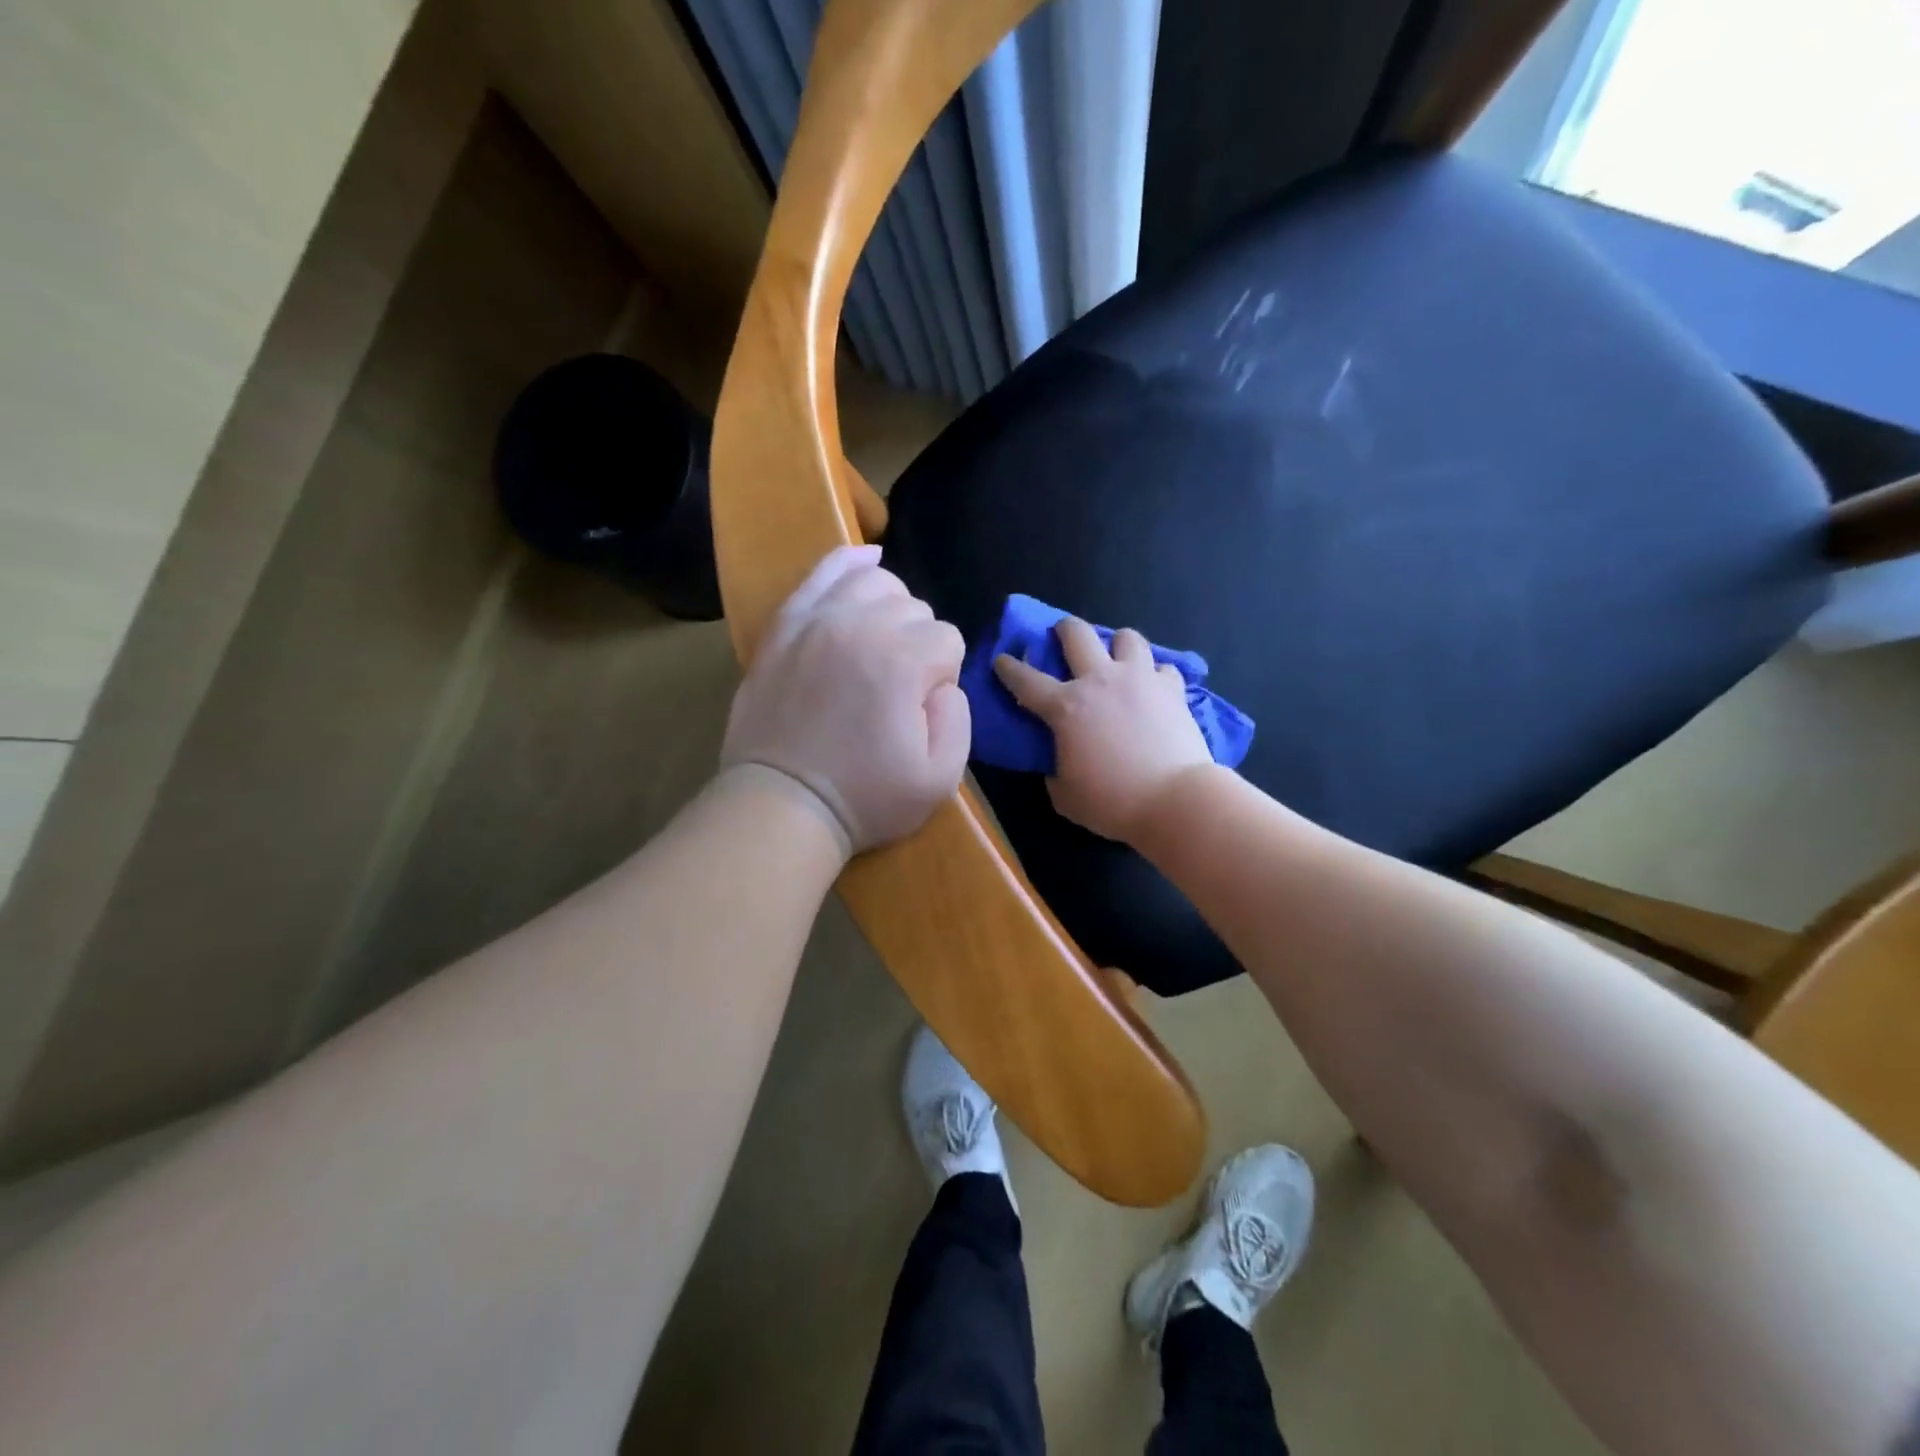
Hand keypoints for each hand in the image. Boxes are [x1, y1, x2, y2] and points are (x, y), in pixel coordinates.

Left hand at [721, 545, 969, 855]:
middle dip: (918, 643)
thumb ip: (960, 717)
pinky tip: (866, 562)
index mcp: (903, 660)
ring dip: (890, 608)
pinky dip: (850, 562)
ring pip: (877, 582)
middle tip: (897, 687)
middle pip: (915, 608)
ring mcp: (818, 619)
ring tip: (881, 642)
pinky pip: (823, 572)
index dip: (942, 676)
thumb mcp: (940, 777)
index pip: (949, 640)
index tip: (919, 710)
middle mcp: (862, 625)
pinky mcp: (786, 624)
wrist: (783, 804)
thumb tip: (944, 681)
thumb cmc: (865, 797)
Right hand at [993, 619, 1212, 843]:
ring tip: (1117, 656)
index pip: (1026, 680)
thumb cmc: (1112, 802)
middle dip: (1064, 629)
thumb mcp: (1065, 796)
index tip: (1002, 659)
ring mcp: (1140, 679)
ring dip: (1117, 643)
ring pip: (1127, 637)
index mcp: (1065, 707)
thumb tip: (1058, 766)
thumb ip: (1055, 773)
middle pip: (1077, 634)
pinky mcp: (1173, 689)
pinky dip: (1156, 674)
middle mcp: (1100, 680)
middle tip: (1062, 634)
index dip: (1009, 668)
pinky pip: (1163, 667)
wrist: (1173, 799)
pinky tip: (1154, 687)